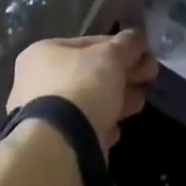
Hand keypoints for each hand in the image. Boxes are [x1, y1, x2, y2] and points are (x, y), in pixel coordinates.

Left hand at [7, 31, 157, 153]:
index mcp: (43, 52)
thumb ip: (127, 44)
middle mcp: (35, 81)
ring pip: (87, 101)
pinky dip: (100, 126)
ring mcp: (42, 115)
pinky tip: (115, 130)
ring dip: (116, 100)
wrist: (60, 147)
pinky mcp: (52, 144)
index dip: (120, 47)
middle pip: (89, 73)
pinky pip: (82, 128)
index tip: (144, 55)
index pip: (88, 43)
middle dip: (122, 74)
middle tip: (149, 77)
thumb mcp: (111, 57)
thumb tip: (138, 38)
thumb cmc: (82, 87)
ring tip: (139, 102)